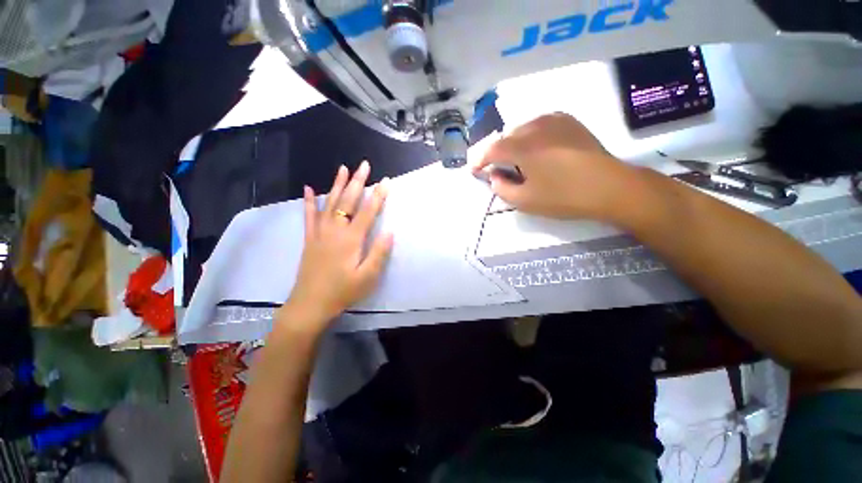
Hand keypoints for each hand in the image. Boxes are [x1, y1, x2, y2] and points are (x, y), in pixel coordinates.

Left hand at [280, 161, 393, 332]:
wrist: (311, 304)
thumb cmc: (343, 291)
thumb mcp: (367, 277)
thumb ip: (379, 253)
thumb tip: (390, 232)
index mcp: (351, 240)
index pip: (368, 212)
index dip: (378, 196)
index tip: (386, 181)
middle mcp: (335, 231)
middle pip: (348, 202)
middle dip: (358, 182)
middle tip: (365, 165)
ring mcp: (320, 233)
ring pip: (330, 203)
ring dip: (337, 185)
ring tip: (343, 168)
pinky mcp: (310, 239)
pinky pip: (309, 216)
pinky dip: (309, 202)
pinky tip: (309, 188)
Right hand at [472, 113, 634, 220]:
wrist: (610, 186)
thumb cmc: (564, 196)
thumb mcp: (525, 201)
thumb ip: (502, 188)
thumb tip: (494, 176)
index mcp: (523, 147)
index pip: (492, 149)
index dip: (480, 160)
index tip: (474, 169)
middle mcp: (535, 127)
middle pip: (506, 137)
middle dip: (497, 152)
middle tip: (497, 168)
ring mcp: (554, 120)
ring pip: (522, 128)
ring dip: (513, 143)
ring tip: (516, 159)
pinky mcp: (568, 121)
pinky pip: (539, 124)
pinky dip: (530, 135)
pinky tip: (536, 147)